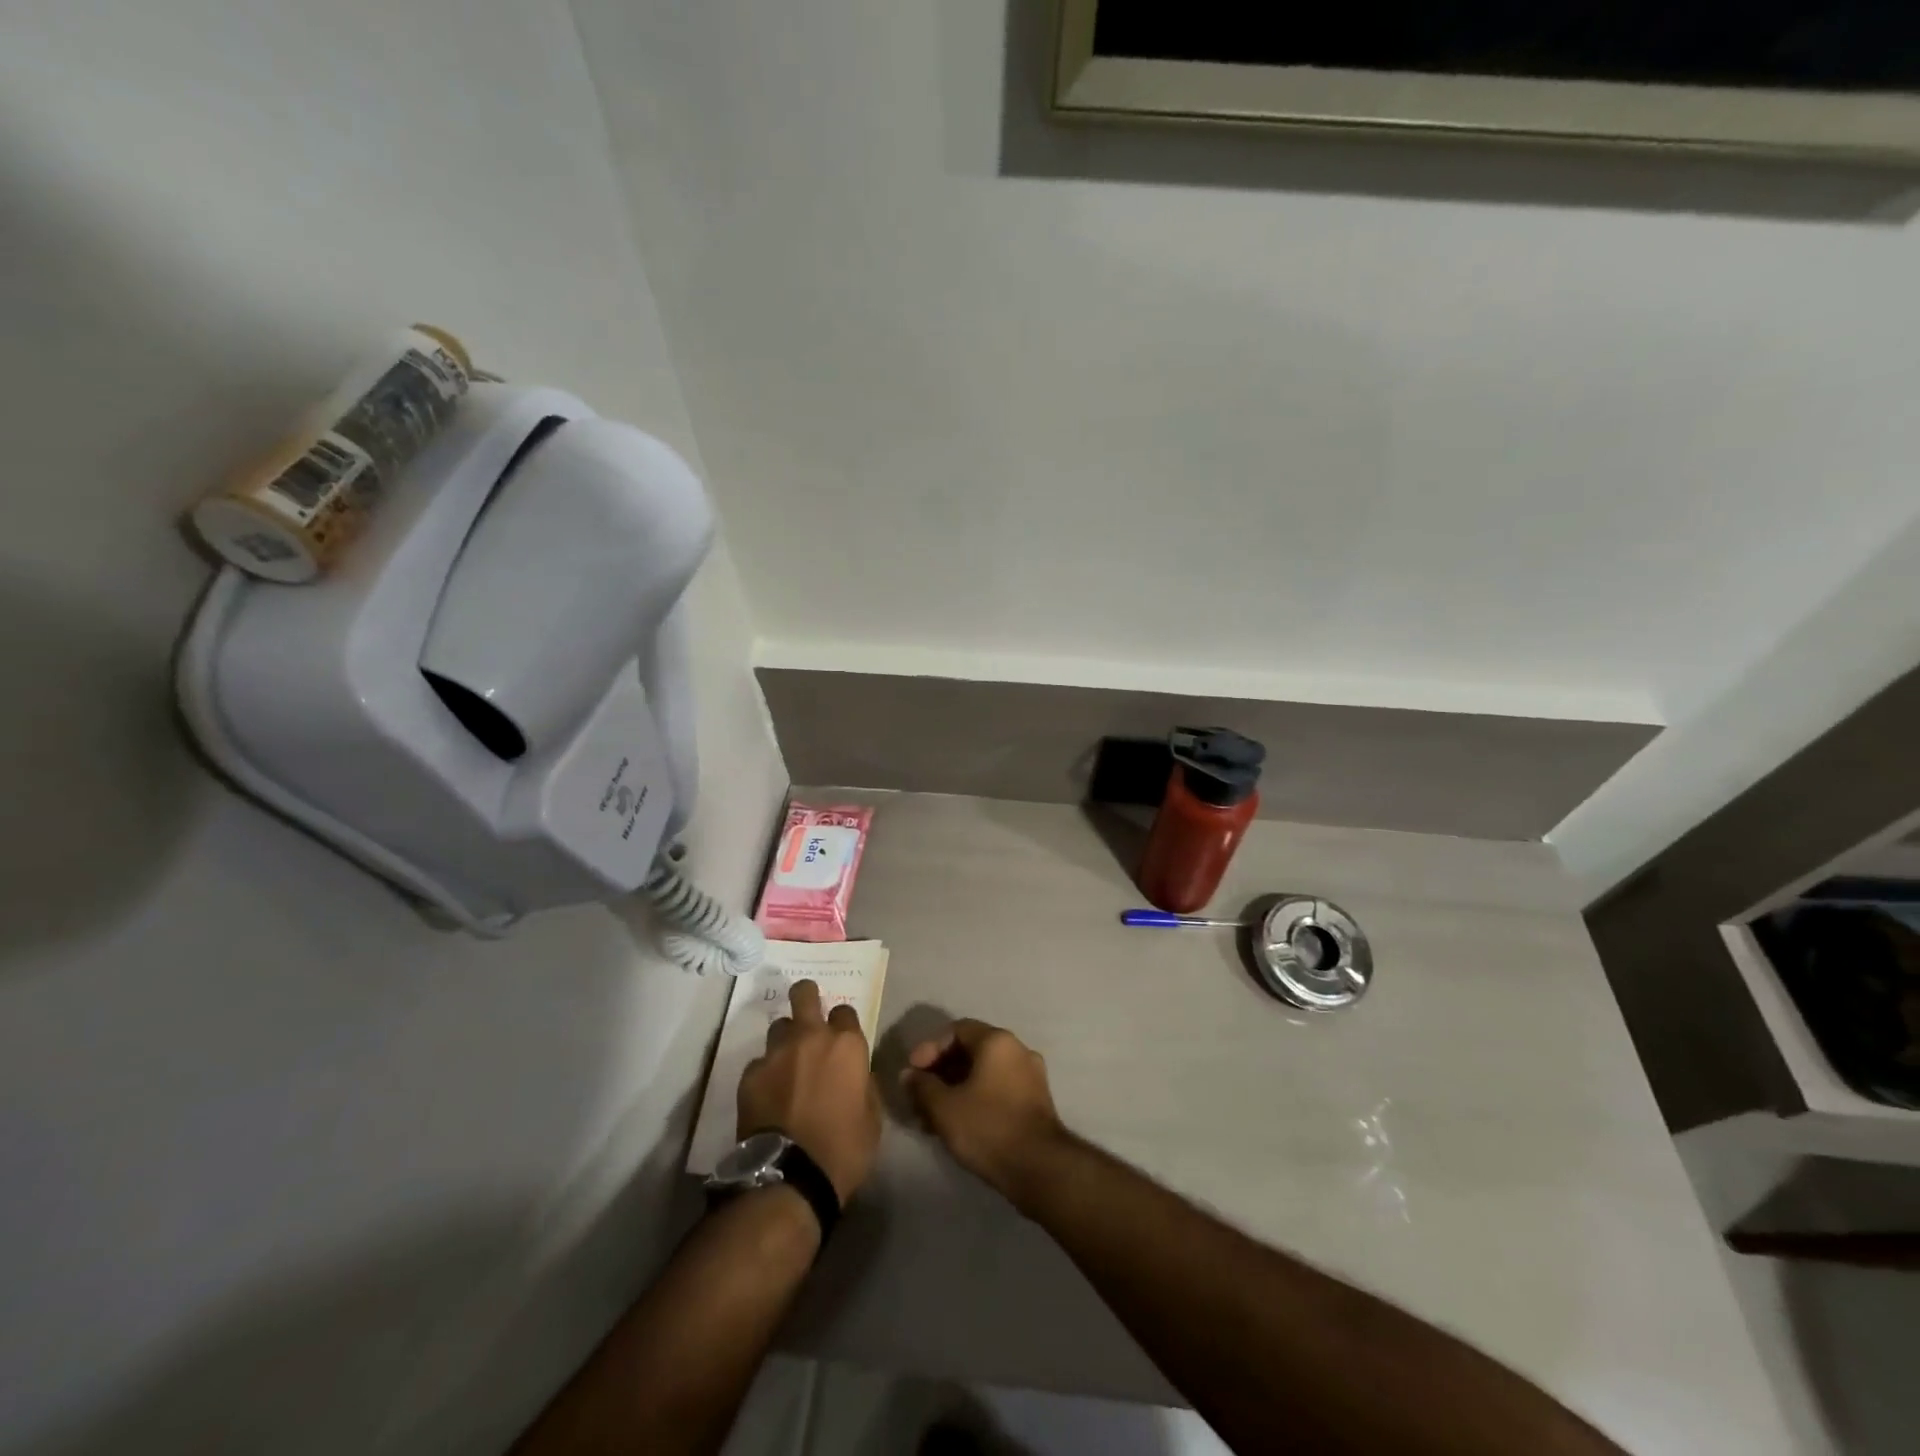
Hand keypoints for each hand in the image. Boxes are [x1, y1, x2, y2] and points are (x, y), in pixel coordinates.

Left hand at [737, 979, 881, 1202]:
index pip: (845, 1010)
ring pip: (779, 1027)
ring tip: (787, 1064)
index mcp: (846, 1045)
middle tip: (808, 1013)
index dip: (843, 1023)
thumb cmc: (843, 1149)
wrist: (790, 1178)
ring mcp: (777, 1053)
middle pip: (804, 994)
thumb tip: (857, 1074)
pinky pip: (760, 1063)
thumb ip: (865, 1084)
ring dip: (786, 1040)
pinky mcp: (750, 1075)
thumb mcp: (872, 1118)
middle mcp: (811, 1037)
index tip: (841, 1038)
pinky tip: (769, 1095)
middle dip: (806, 996)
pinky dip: (766, 1073)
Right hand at [901, 1019, 1068, 1210]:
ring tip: (932, 1116)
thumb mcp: (945, 1107)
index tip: (912, 1072)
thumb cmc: (988, 1128)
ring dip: (956, 1088)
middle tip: (919, 1095)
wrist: (1039, 1168)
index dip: (930, 1049)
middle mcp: (1017, 1049)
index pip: (956, 1030)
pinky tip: (958, 1123)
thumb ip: (922, 1086)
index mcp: (997, 1041)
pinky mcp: (1035, 1100)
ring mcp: (1030, 1075)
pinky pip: (998, 1088)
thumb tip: (908, 1074)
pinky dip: (975, 1098)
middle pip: (971, 1050)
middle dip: (941, 1072)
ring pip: (984, 1072)